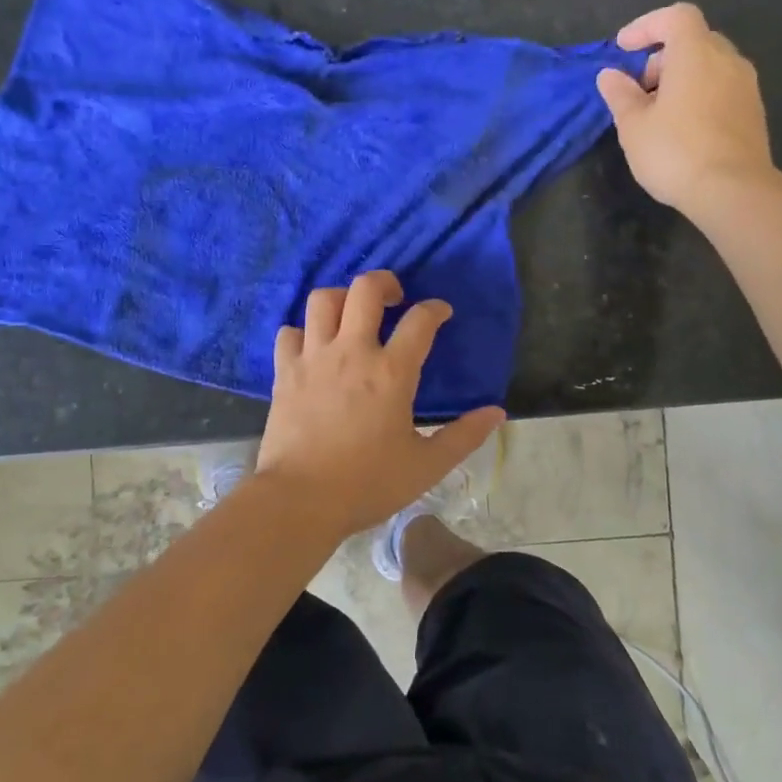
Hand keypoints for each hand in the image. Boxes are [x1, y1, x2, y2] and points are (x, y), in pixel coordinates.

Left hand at [257, 271, 505, 539]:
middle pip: (366, 289)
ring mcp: (314, 358)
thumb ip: (464, 436)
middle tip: (394, 298)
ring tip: (351, 314)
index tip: (441, 312)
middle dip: (385, 281)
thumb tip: (496, 412)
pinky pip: (289, 332)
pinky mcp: (285, 372)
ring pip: (323, 300)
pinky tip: (312, 347)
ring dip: (341, 298)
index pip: (420, 320)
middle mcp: (352, 352)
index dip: (435, 309)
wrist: (299, 500)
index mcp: (392, 372)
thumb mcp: (426, 466)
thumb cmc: (367, 484)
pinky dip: (302, 332)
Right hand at [597, 3, 775, 217]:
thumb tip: (610, 75)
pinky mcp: (753, 112)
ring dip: (682, 78)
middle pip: (694, 40)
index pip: (675, 17)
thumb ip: (621, 95)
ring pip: (711, 66)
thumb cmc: (675, 152)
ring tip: (659, 112)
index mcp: (696, 54)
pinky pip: (722, 88)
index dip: (647, 25)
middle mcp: (727, 61)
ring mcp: (746, 87)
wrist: (733, 191)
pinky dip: (700, 95)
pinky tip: (684, 128)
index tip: (623, 48)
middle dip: (663, 56)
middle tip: (639, 88)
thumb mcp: (634, 126)